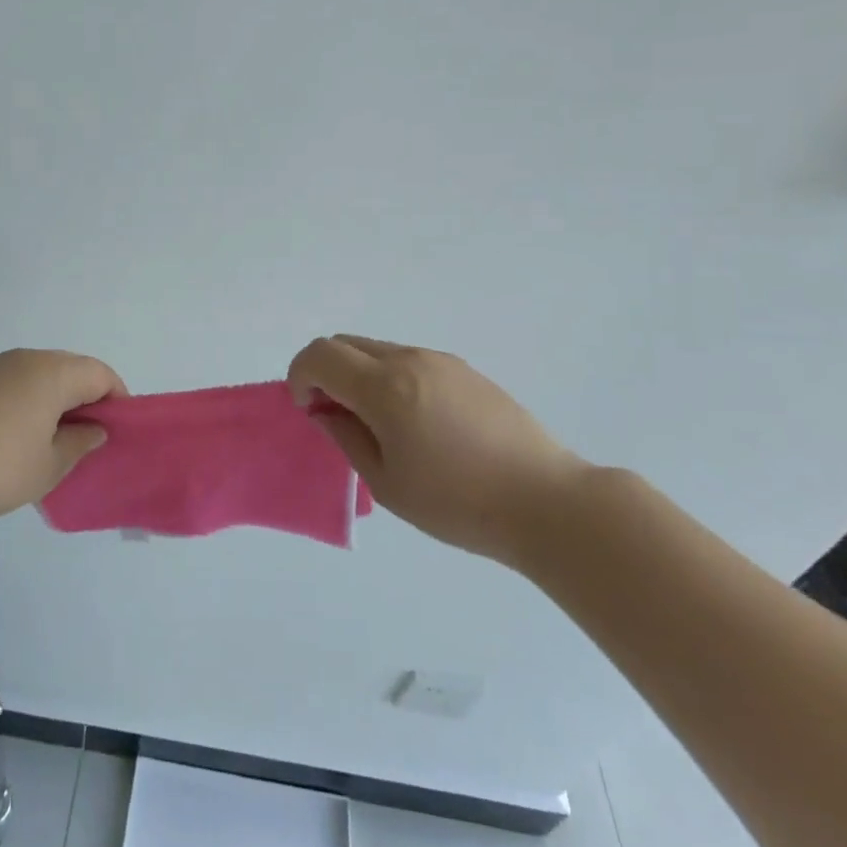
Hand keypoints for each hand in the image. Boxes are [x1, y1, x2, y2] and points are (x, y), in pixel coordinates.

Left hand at [0, 349, 124, 529]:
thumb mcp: (46, 468)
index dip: (118, 402)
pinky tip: (11, 447)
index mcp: (53, 372)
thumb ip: (78, 445)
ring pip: (39, 381)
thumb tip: (93, 429)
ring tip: (48, 451)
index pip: (101, 374)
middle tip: (86, 446)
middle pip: (71, 372)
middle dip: (86, 404)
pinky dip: (25, 410)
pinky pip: (12, 389)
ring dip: (53, 408)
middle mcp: (25, 359)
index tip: (117, 436)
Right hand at [288, 334, 587, 568]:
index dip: (299, 376)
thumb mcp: (386, 482)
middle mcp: (410, 359)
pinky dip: (389, 377)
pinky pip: (409, 360)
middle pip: (345, 343)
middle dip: (325, 371)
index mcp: (385, 386)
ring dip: (358, 373)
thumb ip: (346, 437)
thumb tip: (325, 411)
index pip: (320, 355)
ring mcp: (441, 360)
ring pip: (377, 349)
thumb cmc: (458, 503)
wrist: (546, 502)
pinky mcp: (465, 370)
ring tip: (377, 424)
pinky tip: (415, 422)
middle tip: (334, 415)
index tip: (306, 409)